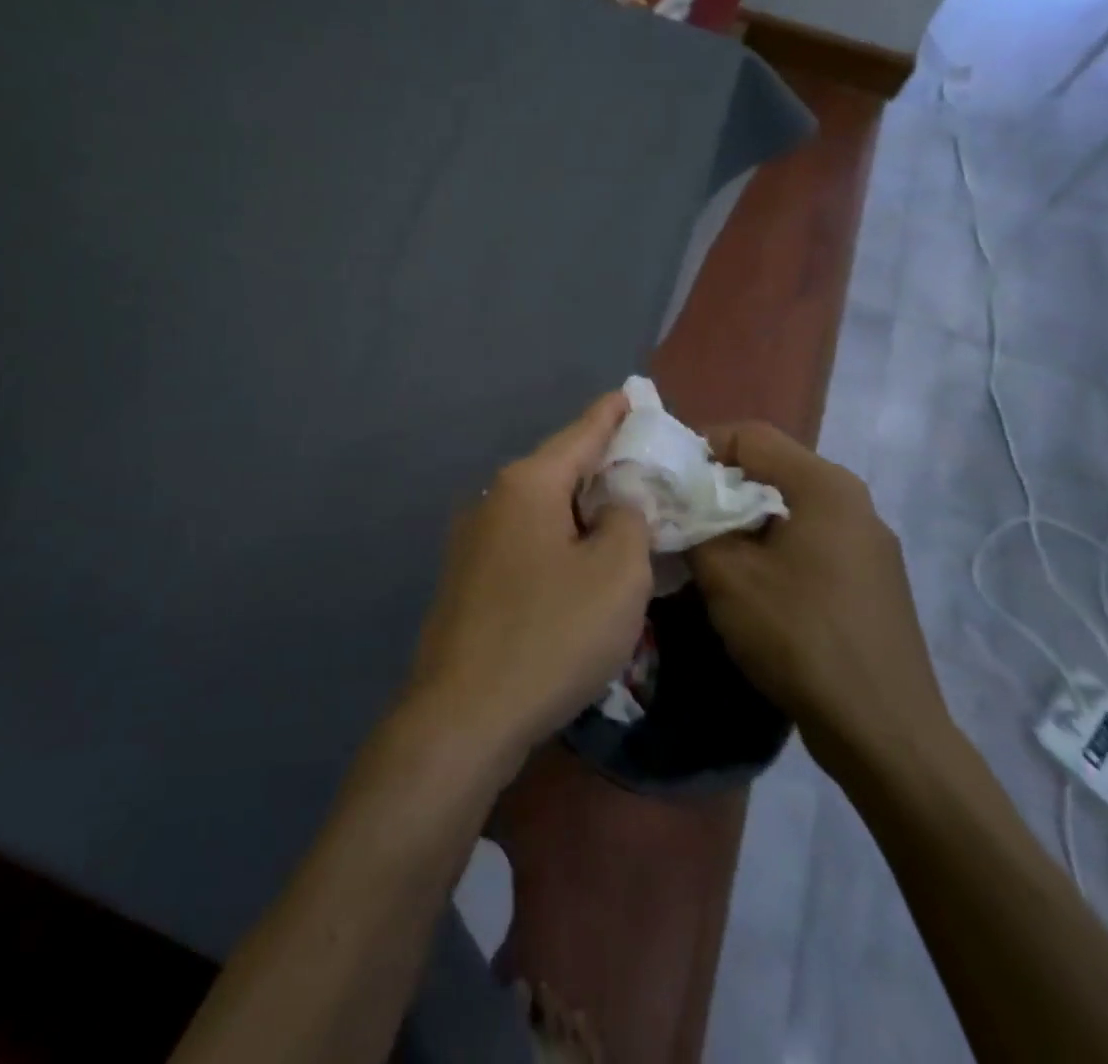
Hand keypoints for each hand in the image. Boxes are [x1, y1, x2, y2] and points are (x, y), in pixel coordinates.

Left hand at [404, 392, 651, 769]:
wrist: (464, 714)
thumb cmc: (551, 634)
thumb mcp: (616, 574)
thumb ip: (628, 520)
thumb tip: (617, 503)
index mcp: (528, 484)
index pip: (581, 432)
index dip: (612, 414)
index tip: (631, 395)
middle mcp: (494, 499)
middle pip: (559, 468)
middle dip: (601, 465)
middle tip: (643, 466)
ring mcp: (473, 539)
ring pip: (541, 508)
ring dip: (580, 508)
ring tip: (619, 514)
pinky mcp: (468, 578)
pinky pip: (526, 541)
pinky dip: (558, 540)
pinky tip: (578, 562)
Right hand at [689, 423, 952, 782]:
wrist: (884, 732)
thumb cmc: (800, 637)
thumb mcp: (727, 576)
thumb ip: (693, 525)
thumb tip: (674, 504)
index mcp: (824, 485)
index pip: (749, 435)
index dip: (699, 446)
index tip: (664, 478)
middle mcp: (853, 502)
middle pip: (770, 469)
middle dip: (716, 486)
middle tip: (677, 514)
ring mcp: (867, 543)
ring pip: (787, 508)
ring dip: (740, 520)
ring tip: (704, 549)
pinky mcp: (869, 580)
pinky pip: (808, 541)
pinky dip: (770, 547)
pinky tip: (747, 584)